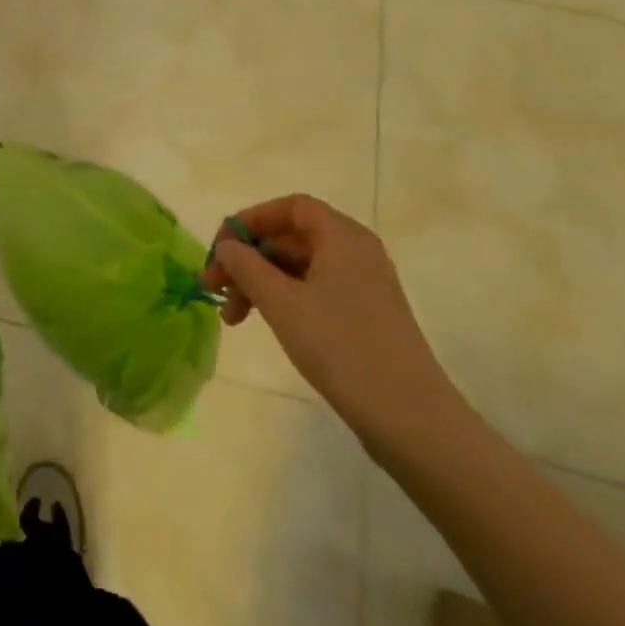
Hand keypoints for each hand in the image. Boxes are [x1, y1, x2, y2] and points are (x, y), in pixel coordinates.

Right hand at [199, 194, 455, 442]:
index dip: (250, 220)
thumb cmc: (341, 347)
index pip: (290, 207)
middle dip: (248, 258)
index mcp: (342, 236)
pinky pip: (315, 290)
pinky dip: (284, 299)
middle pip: (291, 237)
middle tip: (214, 288)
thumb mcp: (281, 303)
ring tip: (232, 318)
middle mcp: (356, 251)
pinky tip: (265, 324)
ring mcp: (363, 284)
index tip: (221, 248)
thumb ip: (246, 266)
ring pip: (299, 267)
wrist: (410, 418)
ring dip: (260, 283)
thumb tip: (226, 246)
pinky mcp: (365, 314)